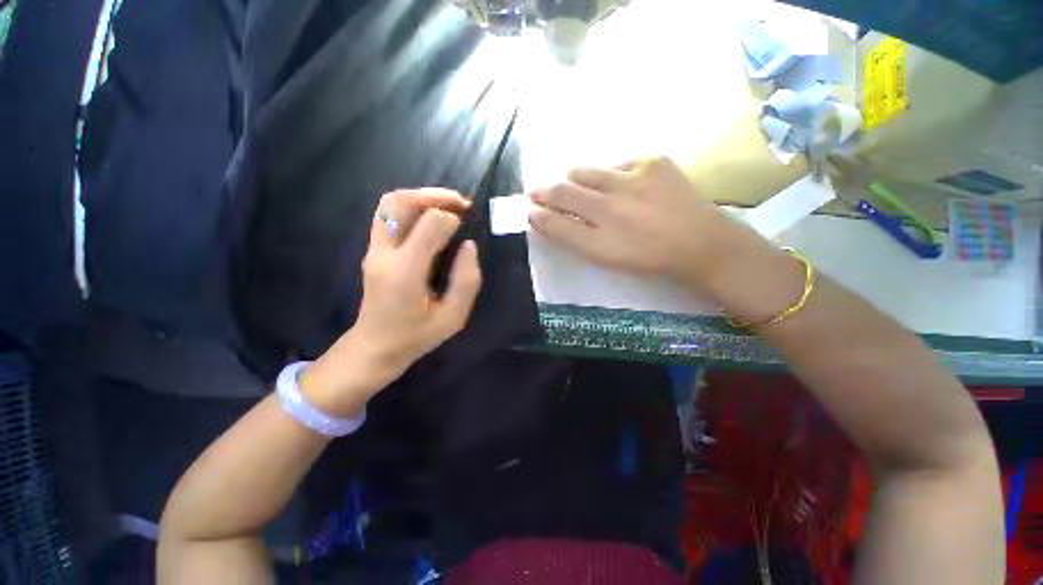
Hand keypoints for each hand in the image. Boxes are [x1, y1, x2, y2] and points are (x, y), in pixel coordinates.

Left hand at [301, 189, 481, 415]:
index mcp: (406, 272)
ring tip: (447, 207)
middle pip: (400, 202)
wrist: (375, 347)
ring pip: (390, 203)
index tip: (467, 226)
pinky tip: (431, 218)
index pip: (430, 225)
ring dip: (421, 197)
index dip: (452, 218)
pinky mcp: (373, 249)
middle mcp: (384, 254)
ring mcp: (374, 249)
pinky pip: (389, 214)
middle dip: (434, 195)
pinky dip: (412, 207)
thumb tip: (469, 245)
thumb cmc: (417, 336)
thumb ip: (467, 280)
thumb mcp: (454, 317)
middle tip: (460, 204)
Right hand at [529, 157, 766, 293]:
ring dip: (576, 179)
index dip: (538, 215)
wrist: (700, 244)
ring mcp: (634, 180)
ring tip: (578, 185)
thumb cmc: (648, 258)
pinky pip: (618, 164)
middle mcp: (611, 209)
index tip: (530, 211)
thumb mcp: (606, 258)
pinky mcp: (655, 162)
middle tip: (538, 192)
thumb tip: (547, 218)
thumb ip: (573, 238)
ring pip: (586, 172)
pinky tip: (624, 187)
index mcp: (600, 240)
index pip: (555, 222)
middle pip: (564, 191)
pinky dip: (613, 175)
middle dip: (545, 192)